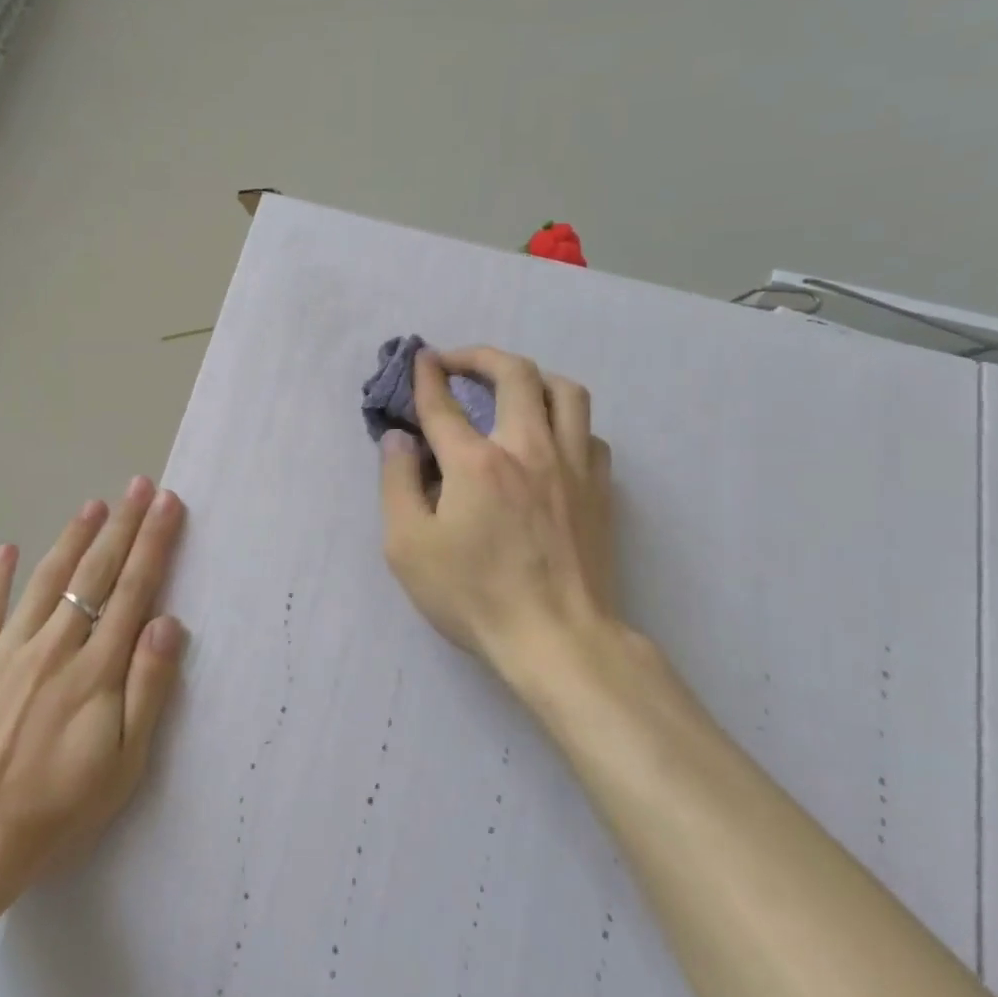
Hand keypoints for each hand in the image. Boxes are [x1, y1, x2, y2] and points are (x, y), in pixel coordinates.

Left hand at [0, 478, 187, 911]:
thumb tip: (167, 622)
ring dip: (73, 538)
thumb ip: (148, 688)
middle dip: (122, 525)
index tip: (167, 505)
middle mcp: (55, 646)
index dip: (153, 544)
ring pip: (46, 580)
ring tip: (94, 504)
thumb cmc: (55, 808)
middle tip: (139, 485)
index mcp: (96, 670)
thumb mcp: (122, 764)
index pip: (133, 591)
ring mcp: (6, 650)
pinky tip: (8, 548)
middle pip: (95, 574)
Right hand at [379, 346, 620, 692]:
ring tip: (510, 389)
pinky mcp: (600, 488)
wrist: (558, 639)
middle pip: (514, 373)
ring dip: (532, 377)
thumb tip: (399, 439)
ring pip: (565, 391)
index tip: (420, 358)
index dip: (427, 374)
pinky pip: (588, 431)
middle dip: (480, 356)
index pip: (443, 402)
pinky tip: (549, 439)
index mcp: (476, 462)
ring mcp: (572, 465)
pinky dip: (565, 421)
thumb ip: (397, 483)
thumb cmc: (473, 596)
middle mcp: (527, 448)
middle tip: (458, 363)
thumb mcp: (407, 546)